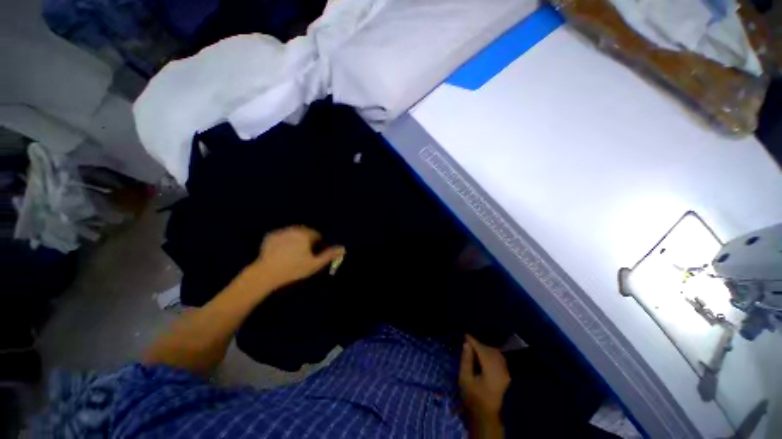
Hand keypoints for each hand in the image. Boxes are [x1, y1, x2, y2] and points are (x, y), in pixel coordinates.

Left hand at [248, 226, 344, 288]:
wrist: (266, 274)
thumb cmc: (294, 269)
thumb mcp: (315, 264)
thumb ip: (329, 255)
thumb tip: (343, 248)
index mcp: (305, 234)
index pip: (316, 235)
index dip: (316, 246)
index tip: (311, 256)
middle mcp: (294, 229)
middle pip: (305, 233)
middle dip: (306, 242)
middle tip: (301, 256)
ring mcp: (281, 232)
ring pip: (293, 234)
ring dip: (295, 241)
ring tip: (290, 255)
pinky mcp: (270, 236)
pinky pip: (282, 236)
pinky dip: (283, 242)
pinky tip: (280, 253)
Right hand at [459, 335, 510, 438]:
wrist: (485, 415)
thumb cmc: (472, 397)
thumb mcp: (465, 379)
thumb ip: (466, 360)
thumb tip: (467, 344)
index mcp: (492, 371)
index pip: (482, 350)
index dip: (473, 341)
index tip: (465, 335)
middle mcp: (502, 370)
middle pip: (490, 350)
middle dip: (479, 344)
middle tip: (468, 341)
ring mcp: (506, 373)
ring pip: (496, 353)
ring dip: (485, 348)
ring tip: (474, 347)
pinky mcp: (506, 375)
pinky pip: (499, 358)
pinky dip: (490, 353)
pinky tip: (483, 354)